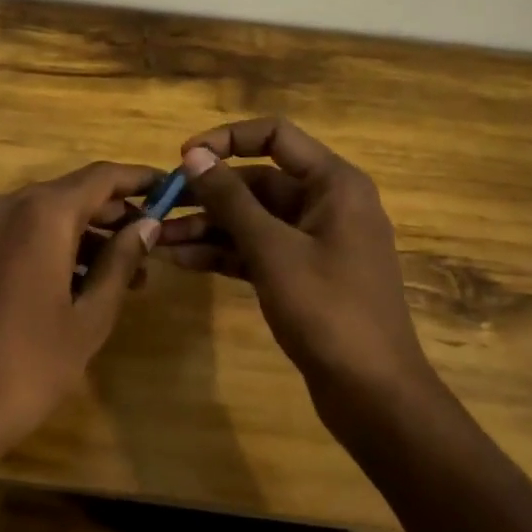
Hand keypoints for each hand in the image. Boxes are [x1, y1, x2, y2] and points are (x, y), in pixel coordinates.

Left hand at [0, 162, 160, 465]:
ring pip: (51, 212)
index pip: (101, 177)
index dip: (139, 179)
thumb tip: (148, 225)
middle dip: (116, 212)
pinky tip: (90, 278)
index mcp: (41, 214)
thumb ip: (121, 261)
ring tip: (132, 271)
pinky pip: (27, 229)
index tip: (170, 188)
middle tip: (155, 238)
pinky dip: (59, 243)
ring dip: (89, 233)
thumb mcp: (90, 316)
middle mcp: (10, 205)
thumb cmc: (31, 363)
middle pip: (74, 191)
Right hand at [158, 118, 436, 410]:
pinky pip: (257, 250)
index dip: (227, 139)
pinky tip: (181, 261)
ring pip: (253, 219)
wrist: (374, 395)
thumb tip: (193, 155)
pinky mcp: (303, 274)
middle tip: (160, 205)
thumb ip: (231, 199)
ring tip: (158, 238)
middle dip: (208, 193)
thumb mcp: (273, 250)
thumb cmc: (328, 310)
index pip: (275, 136)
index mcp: (333, 184)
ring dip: (208, 226)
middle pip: (258, 181)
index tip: (184, 157)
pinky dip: (223, 253)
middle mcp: (326, 203)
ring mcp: (315, 241)